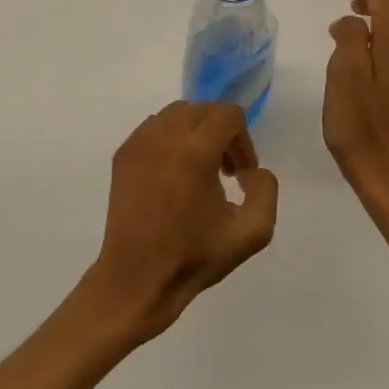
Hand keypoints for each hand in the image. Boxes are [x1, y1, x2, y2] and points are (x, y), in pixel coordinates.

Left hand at [87, 102, 277, 343]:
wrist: (137, 278)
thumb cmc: (194, 257)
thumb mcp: (252, 232)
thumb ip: (266, 190)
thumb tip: (252, 170)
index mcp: (195, 150)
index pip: (228, 114)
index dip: (243, 140)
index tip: (241, 174)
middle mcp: (163, 136)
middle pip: (203, 109)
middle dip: (221, 133)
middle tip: (225, 172)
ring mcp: (138, 143)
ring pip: (176, 114)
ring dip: (195, 132)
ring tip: (198, 171)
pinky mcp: (122, 154)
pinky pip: (153, 128)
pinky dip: (169, 139)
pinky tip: (172, 175)